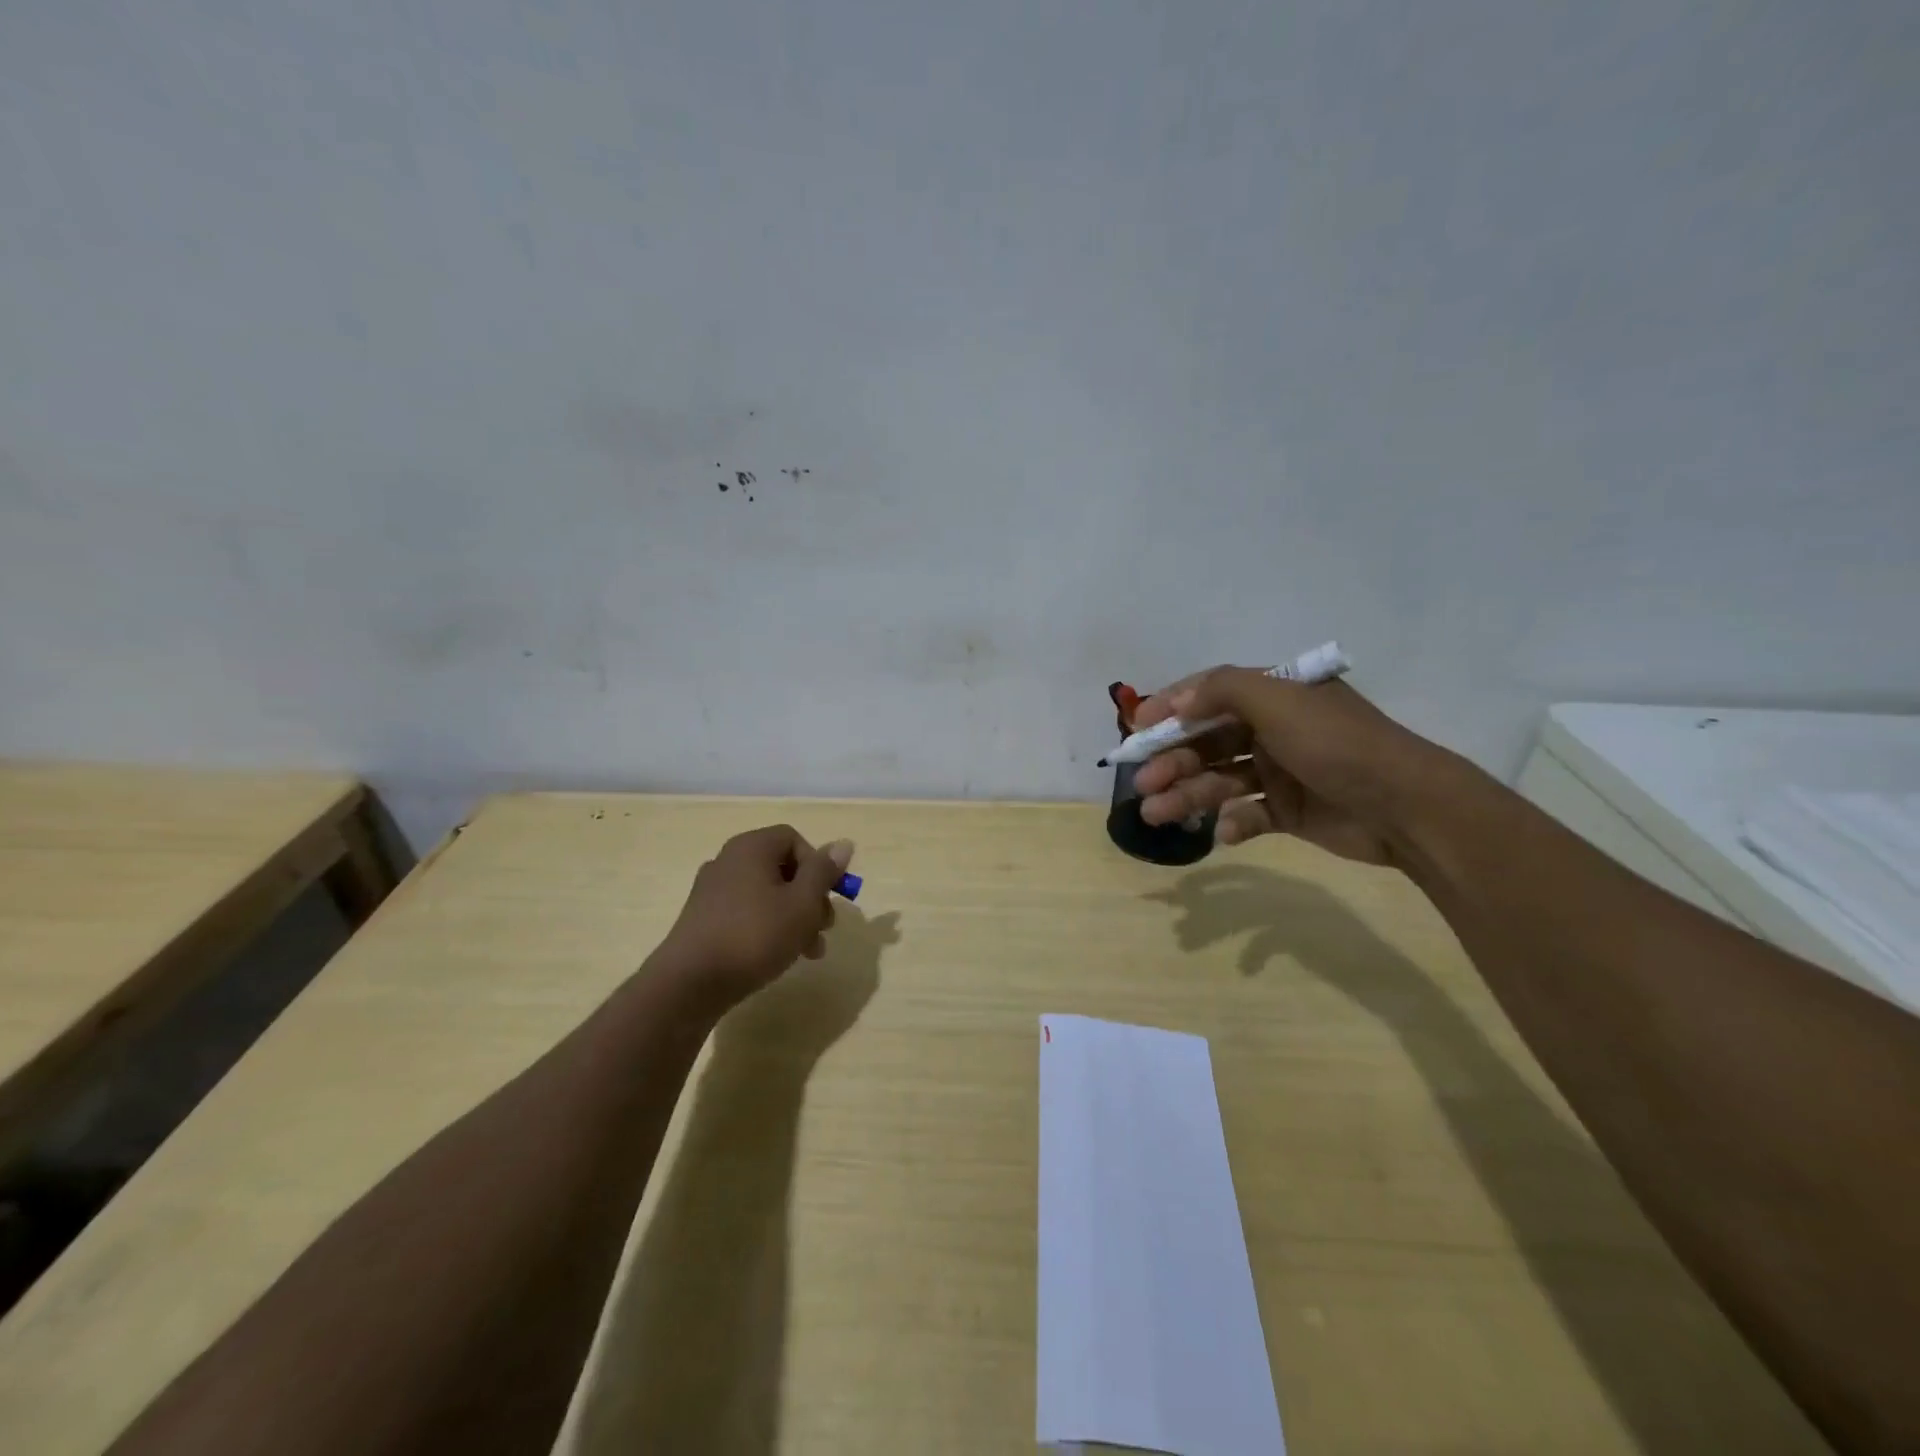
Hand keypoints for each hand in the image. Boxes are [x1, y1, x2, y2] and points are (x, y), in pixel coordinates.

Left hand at [658, 825, 854, 1009]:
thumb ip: (823, 872)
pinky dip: (767, 927)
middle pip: (782, 868)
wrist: (689, 984)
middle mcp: (728, 860)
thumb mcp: (802, 904)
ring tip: (808, 952)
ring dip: (793, 918)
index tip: (828, 897)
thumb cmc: (755, 936)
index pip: (794, 839)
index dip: (818, 865)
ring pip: (766, 894)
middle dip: (810, 898)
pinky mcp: (703, 919)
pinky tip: (776, 956)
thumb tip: (843, 843)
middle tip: (824, 929)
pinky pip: (745, 912)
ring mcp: (712, 891)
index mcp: (751, 848)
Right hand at [1131, 667, 1451, 866]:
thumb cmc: (1337, 745)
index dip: (1170, 710)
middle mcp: (1273, 729)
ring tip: (1156, 814)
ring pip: (1220, 780)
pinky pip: (1248, 814)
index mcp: (1274, 696)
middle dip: (1172, 761)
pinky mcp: (1289, 810)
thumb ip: (1223, 690)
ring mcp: (1281, 772)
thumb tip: (1177, 700)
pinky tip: (1225, 832)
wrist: (1406, 807)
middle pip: (1207, 742)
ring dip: (1188, 795)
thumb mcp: (1280, 702)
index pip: (1209, 694)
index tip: (1136, 730)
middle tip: (1143, 784)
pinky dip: (1232, 823)